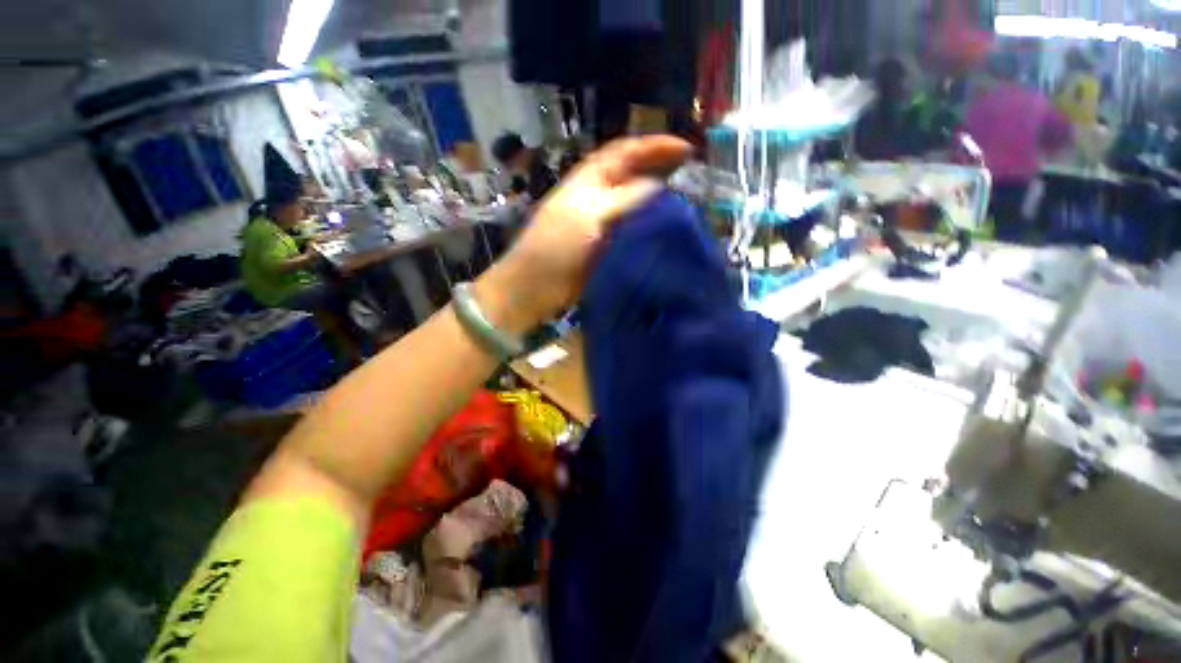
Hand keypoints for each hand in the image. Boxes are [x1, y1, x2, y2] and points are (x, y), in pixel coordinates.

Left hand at [475, 136, 691, 333]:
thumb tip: (659, 187)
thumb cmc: (557, 246)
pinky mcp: (608, 246)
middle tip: (694, 178)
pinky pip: (635, 232)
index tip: (688, 151)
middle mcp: (600, 195)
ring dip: (660, 202)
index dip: (656, 146)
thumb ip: (626, 199)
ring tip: (689, 206)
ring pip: (637, 205)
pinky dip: (651, 229)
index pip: (627, 151)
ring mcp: (604, 223)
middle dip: (662, 171)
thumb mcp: (591, 215)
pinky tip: (669, 234)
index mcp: (591, 178)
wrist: (537, 286)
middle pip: (635, 176)